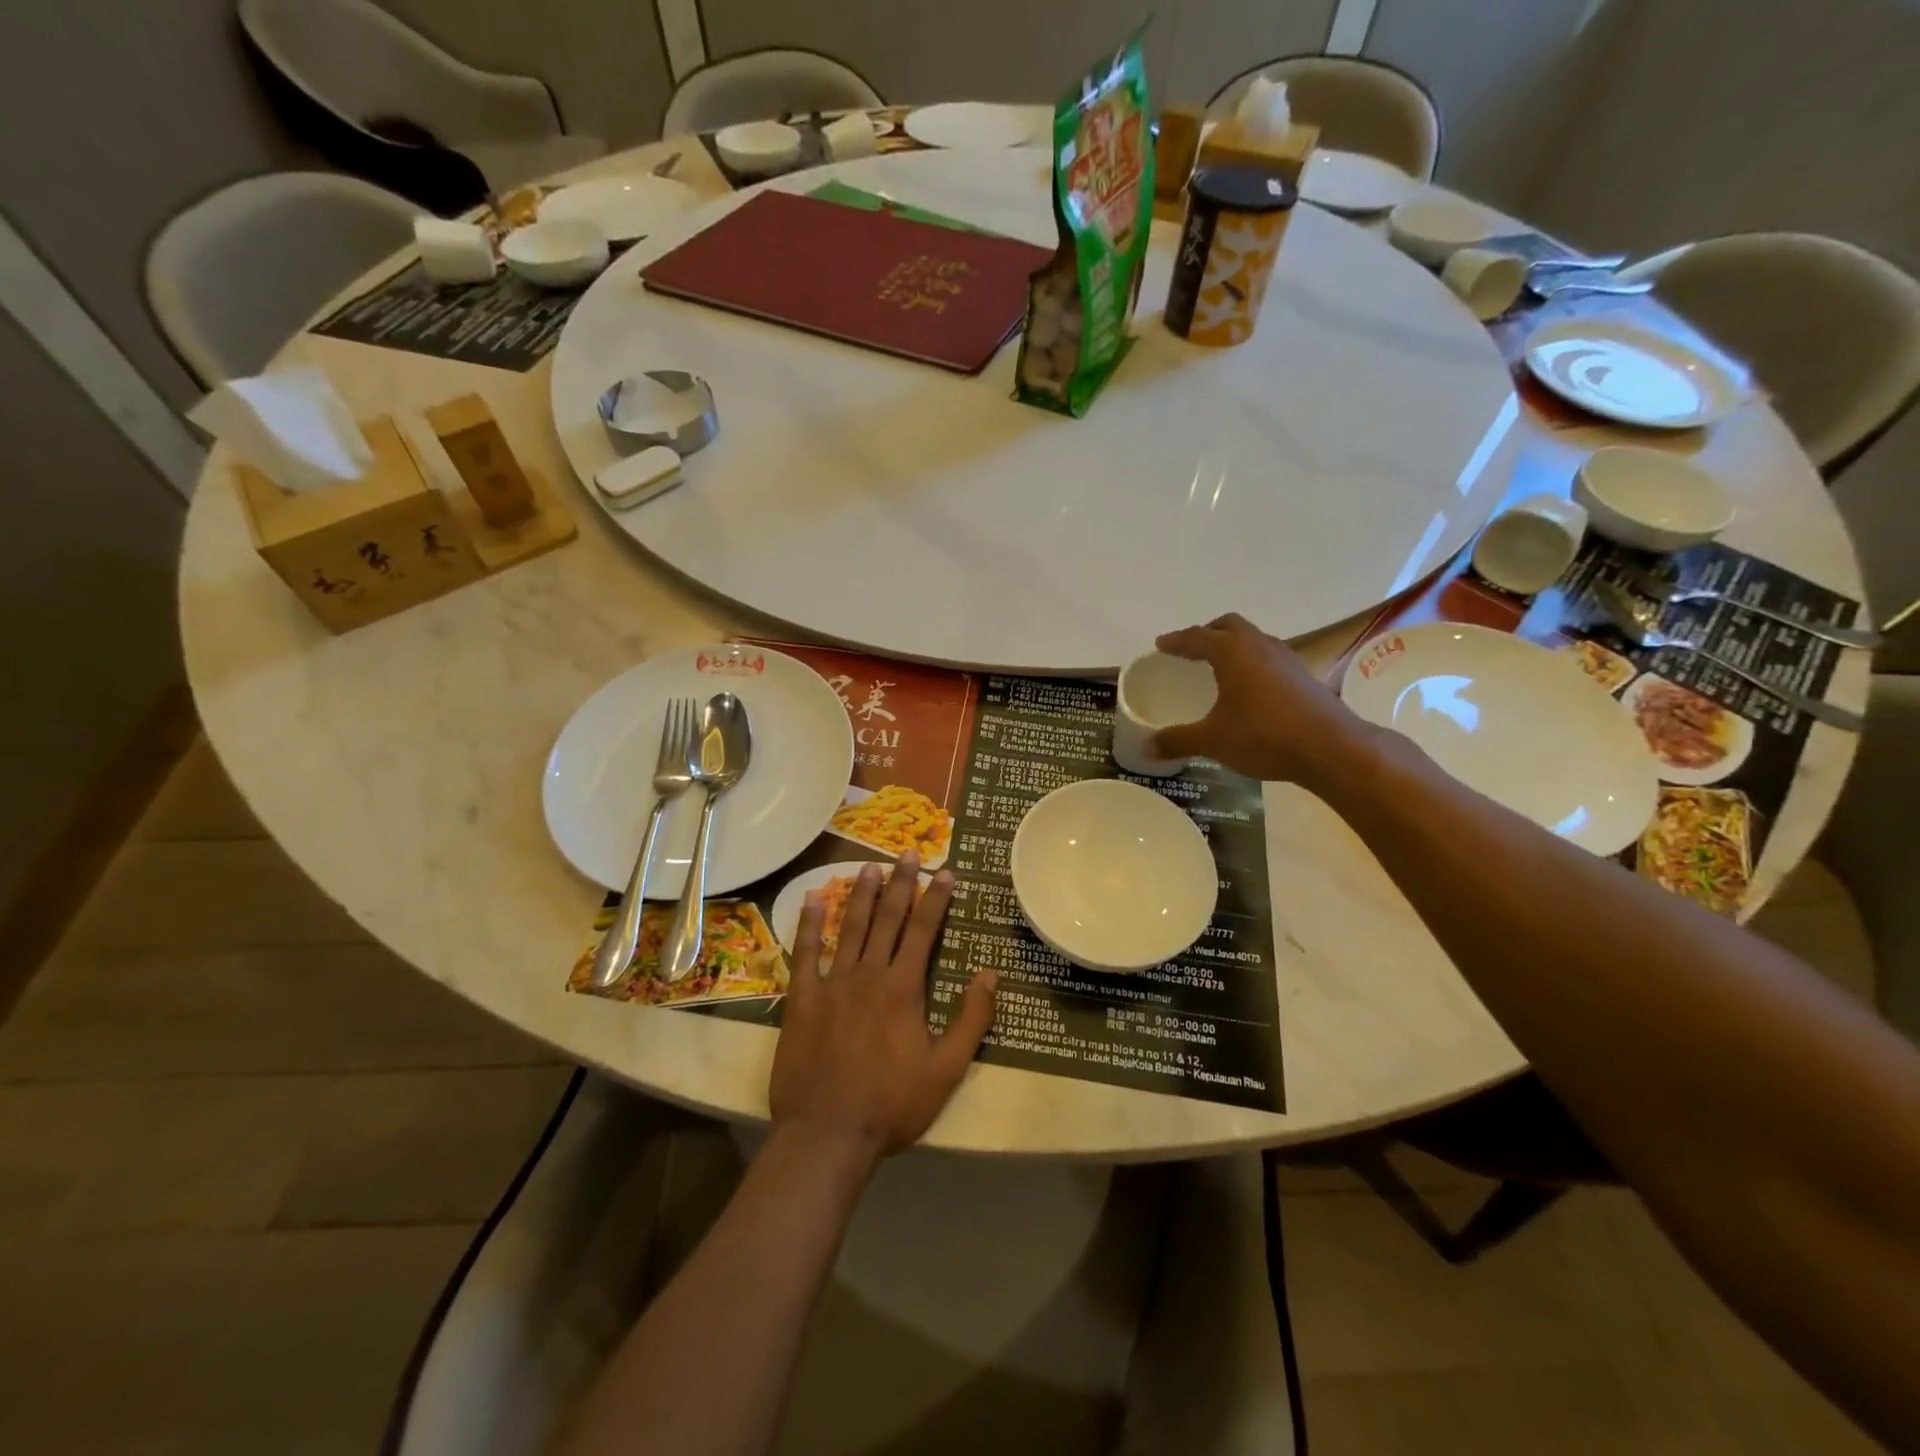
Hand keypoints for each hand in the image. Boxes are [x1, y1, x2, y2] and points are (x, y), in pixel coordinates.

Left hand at [769, 854, 997, 1166]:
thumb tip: (990, 974)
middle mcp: (868, 974)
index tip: (945, 871)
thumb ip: (972, 1019)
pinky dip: (808, 923)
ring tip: (868, 865)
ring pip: (849, 927)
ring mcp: (832, 984)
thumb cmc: (892, 1105)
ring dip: (860, 894)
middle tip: (908, 853)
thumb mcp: (946, 1069)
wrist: (827, 1135)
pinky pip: (804, 953)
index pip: (923, 931)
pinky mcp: (802, 999)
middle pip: (887, 919)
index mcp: (903, 988)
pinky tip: (812, 898)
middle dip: (900, 883)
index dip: (936, 899)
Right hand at [1150, 613, 1369, 787]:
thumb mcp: (1213, 740)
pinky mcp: (1303, 675)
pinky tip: (1248, 687)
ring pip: (1252, 639)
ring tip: (1218, 666)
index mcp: (1232, 652)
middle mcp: (1259, 645)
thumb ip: (1178, 741)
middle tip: (1190, 649)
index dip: (1176, 641)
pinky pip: (1268, 657)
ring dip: (1232, 645)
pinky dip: (1251, 662)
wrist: (1331, 748)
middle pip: (1229, 626)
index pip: (1197, 636)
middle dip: (1207, 633)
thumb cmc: (1264, 735)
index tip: (1160, 645)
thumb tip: (1146, 748)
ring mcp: (1286, 658)